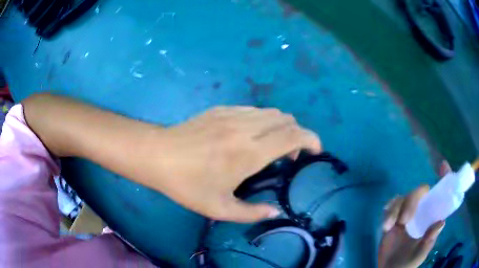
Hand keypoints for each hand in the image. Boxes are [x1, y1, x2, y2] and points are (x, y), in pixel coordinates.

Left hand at [153, 106, 321, 221]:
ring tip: (271, 146)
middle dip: (297, 135)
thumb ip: (251, 213)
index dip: (311, 139)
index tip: (315, 151)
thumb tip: (274, 211)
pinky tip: (250, 136)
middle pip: (287, 119)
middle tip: (288, 156)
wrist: (158, 156)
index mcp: (250, 152)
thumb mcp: (219, 208)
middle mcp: (246, 127)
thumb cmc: (187, 184)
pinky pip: (254, 110)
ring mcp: (233, 114)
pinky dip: (263, 121)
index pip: (294, 135)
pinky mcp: (221, 109)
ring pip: (271, 112)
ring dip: (281, 127)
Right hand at [378, 162, 449, 267]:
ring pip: (403, 197)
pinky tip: (386, 223)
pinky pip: (391, 205)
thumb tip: (441, 222)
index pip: (440, 194)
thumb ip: (429, 240)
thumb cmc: (408, 263)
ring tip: (390, 226)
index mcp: (430, 217)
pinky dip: (388, 211)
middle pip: (419, 192)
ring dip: (396, 209)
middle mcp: (420, 212)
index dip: (444, 178)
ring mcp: (406, 215)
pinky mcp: (392, 219)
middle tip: (404, 221)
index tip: (443, 166)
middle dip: (412, 201)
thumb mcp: (420, 254)